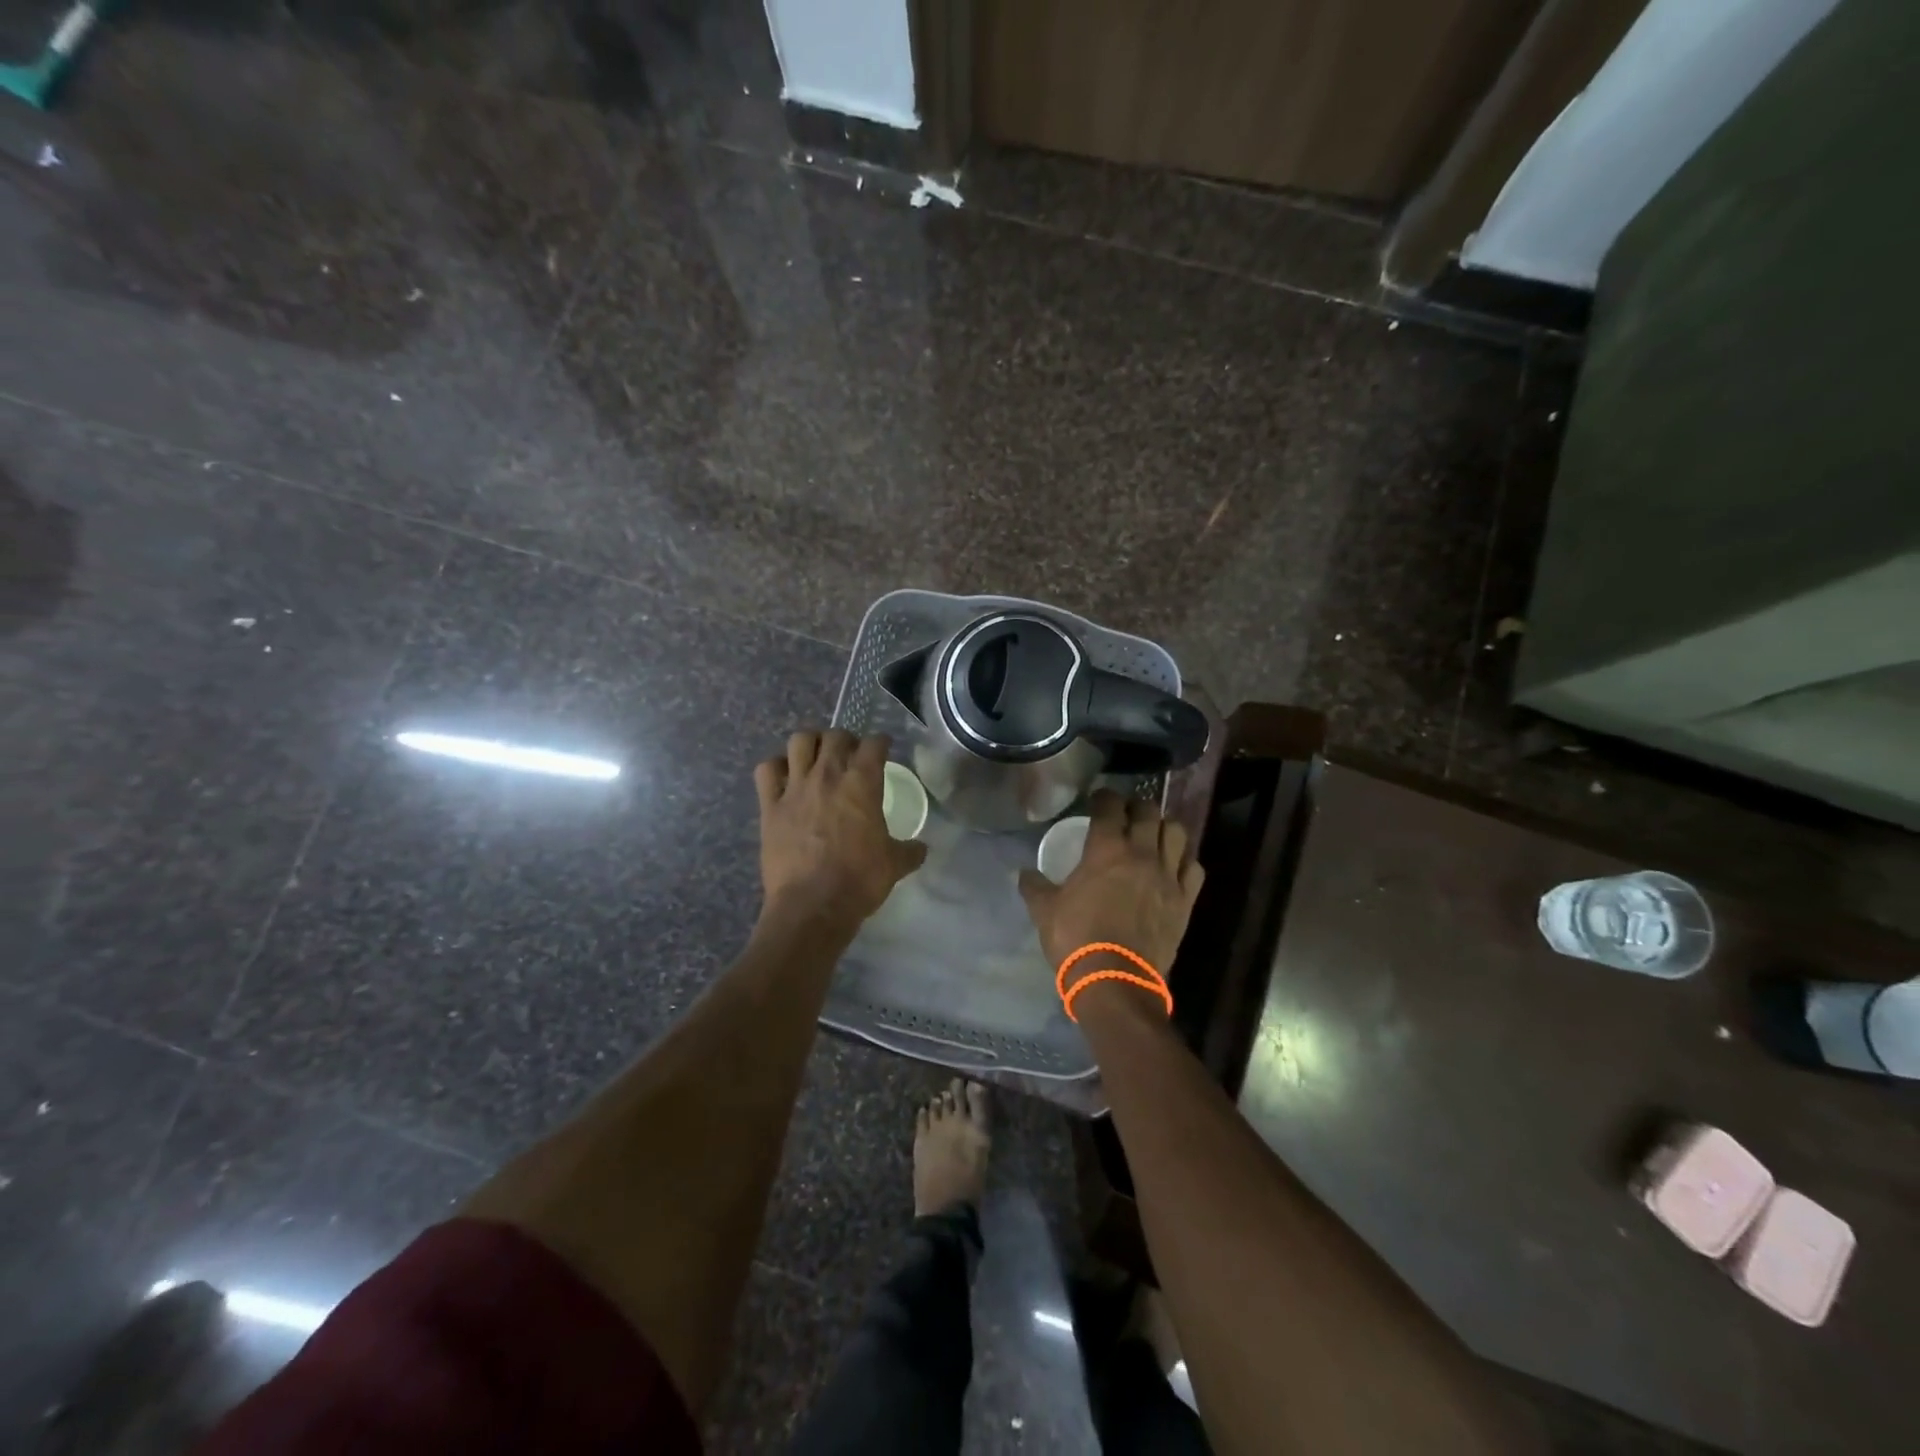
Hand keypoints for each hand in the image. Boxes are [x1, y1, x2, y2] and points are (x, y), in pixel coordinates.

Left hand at [755, 730, 926, 928]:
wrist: (812, 906)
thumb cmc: (859, 881)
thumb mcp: (894, 865)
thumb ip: (910, 851)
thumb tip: (921, 848)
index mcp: (862, 784)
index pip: (874, 745)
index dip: (881, 742)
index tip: (883, 747)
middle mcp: (827, 775)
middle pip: (835, 736)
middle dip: (846, 740)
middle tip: (850, 754)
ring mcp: (795, 788)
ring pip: (799, 741)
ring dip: (810, 743)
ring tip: (816, 756)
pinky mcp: (769, 806)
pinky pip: (766, 770)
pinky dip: (775, 767)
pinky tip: (783, 777)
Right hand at [1018, 791, 1203, 986]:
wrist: (1115, 980)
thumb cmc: (1076, 938)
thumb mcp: (1045, 911)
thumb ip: (1034, 886)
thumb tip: (1023, 873)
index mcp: (1106, 849)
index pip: (1110, 806)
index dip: (1104, 797)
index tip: (1098, 799)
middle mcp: (1142, 853)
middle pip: (1148, 811)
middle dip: (1136, 806)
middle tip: (1126, 814)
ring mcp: (1168, 875)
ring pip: (1177, 833)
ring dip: (1164, 827)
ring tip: (1153, 835)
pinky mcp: (1185, 900)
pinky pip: (1193, 867)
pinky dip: (1184, 860)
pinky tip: (1174, 866)